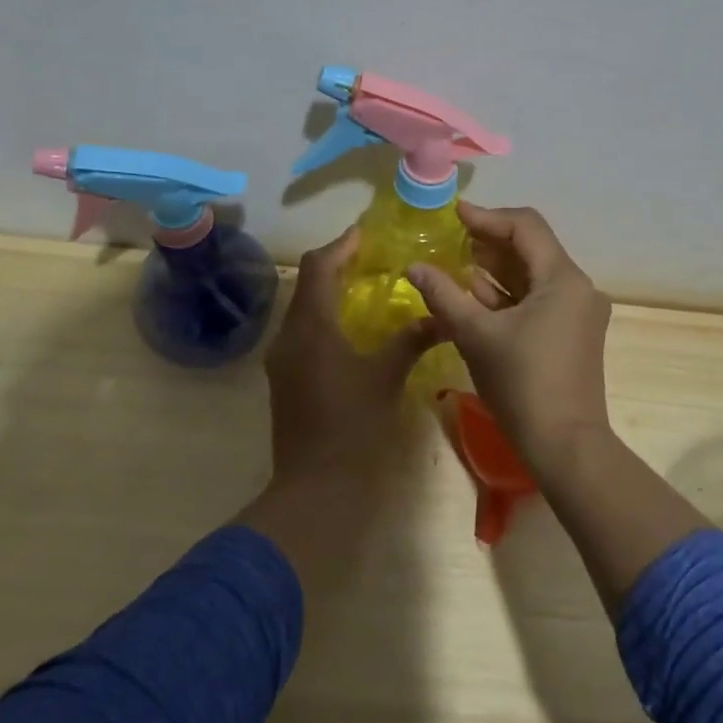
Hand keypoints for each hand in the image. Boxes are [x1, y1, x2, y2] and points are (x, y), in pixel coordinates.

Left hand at [250, 225, 433, 532]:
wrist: (314, 488)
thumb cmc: (353, 427)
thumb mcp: (387, 377)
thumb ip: (410, 340)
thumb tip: (439, 316)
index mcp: (311, 326)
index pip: (318, 267)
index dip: (341, 246)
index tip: (365, 233)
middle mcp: (289, 335)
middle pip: (307, 283)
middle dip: (336, 265)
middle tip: (371, 258)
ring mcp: (282, 358)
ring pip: (303, 308)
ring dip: (330, 291)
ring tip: (365, 286)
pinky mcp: (285, 378)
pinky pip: (303, 331)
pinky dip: (325, 316)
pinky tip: (352, 326)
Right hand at [407, 203, 612, 480]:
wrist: (566, 447)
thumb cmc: (522, 384)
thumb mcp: (476, 335)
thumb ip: (444, 295)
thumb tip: (414, 267)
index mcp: (563, 278)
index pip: (525, 226)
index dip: (487, 217)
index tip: (453, 216)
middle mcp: (578, 287)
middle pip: (531, 247)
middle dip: (490, 242)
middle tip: (450, 240)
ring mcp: (578, 311)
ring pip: (534, 274)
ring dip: (496, 268)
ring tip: (457, 265)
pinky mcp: (572, 333)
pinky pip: (538, 298)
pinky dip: (508, 293)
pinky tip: (476, 296)